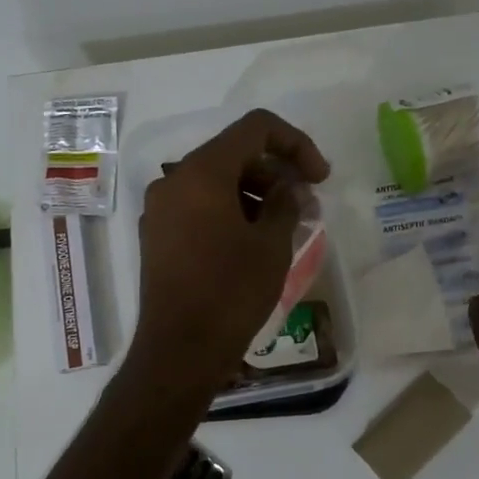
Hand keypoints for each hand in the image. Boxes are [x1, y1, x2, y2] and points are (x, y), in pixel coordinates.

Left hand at [130, 108, 330, 380]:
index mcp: (202, 172)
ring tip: (287, 226)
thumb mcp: (271, 245)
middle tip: (308, 206)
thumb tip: (290, 188)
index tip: (320, 177)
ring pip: (217, 181)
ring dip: (256, 193)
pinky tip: (256, 240)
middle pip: (234, 154)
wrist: (179, 350)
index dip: (295, 143)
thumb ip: (286, 203)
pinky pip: (200, 206)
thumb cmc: (230, 292)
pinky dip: (231, 211)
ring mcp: (161, 208)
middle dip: (276, 172)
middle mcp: (174, 180)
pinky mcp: (159, 235)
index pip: (255, 128)